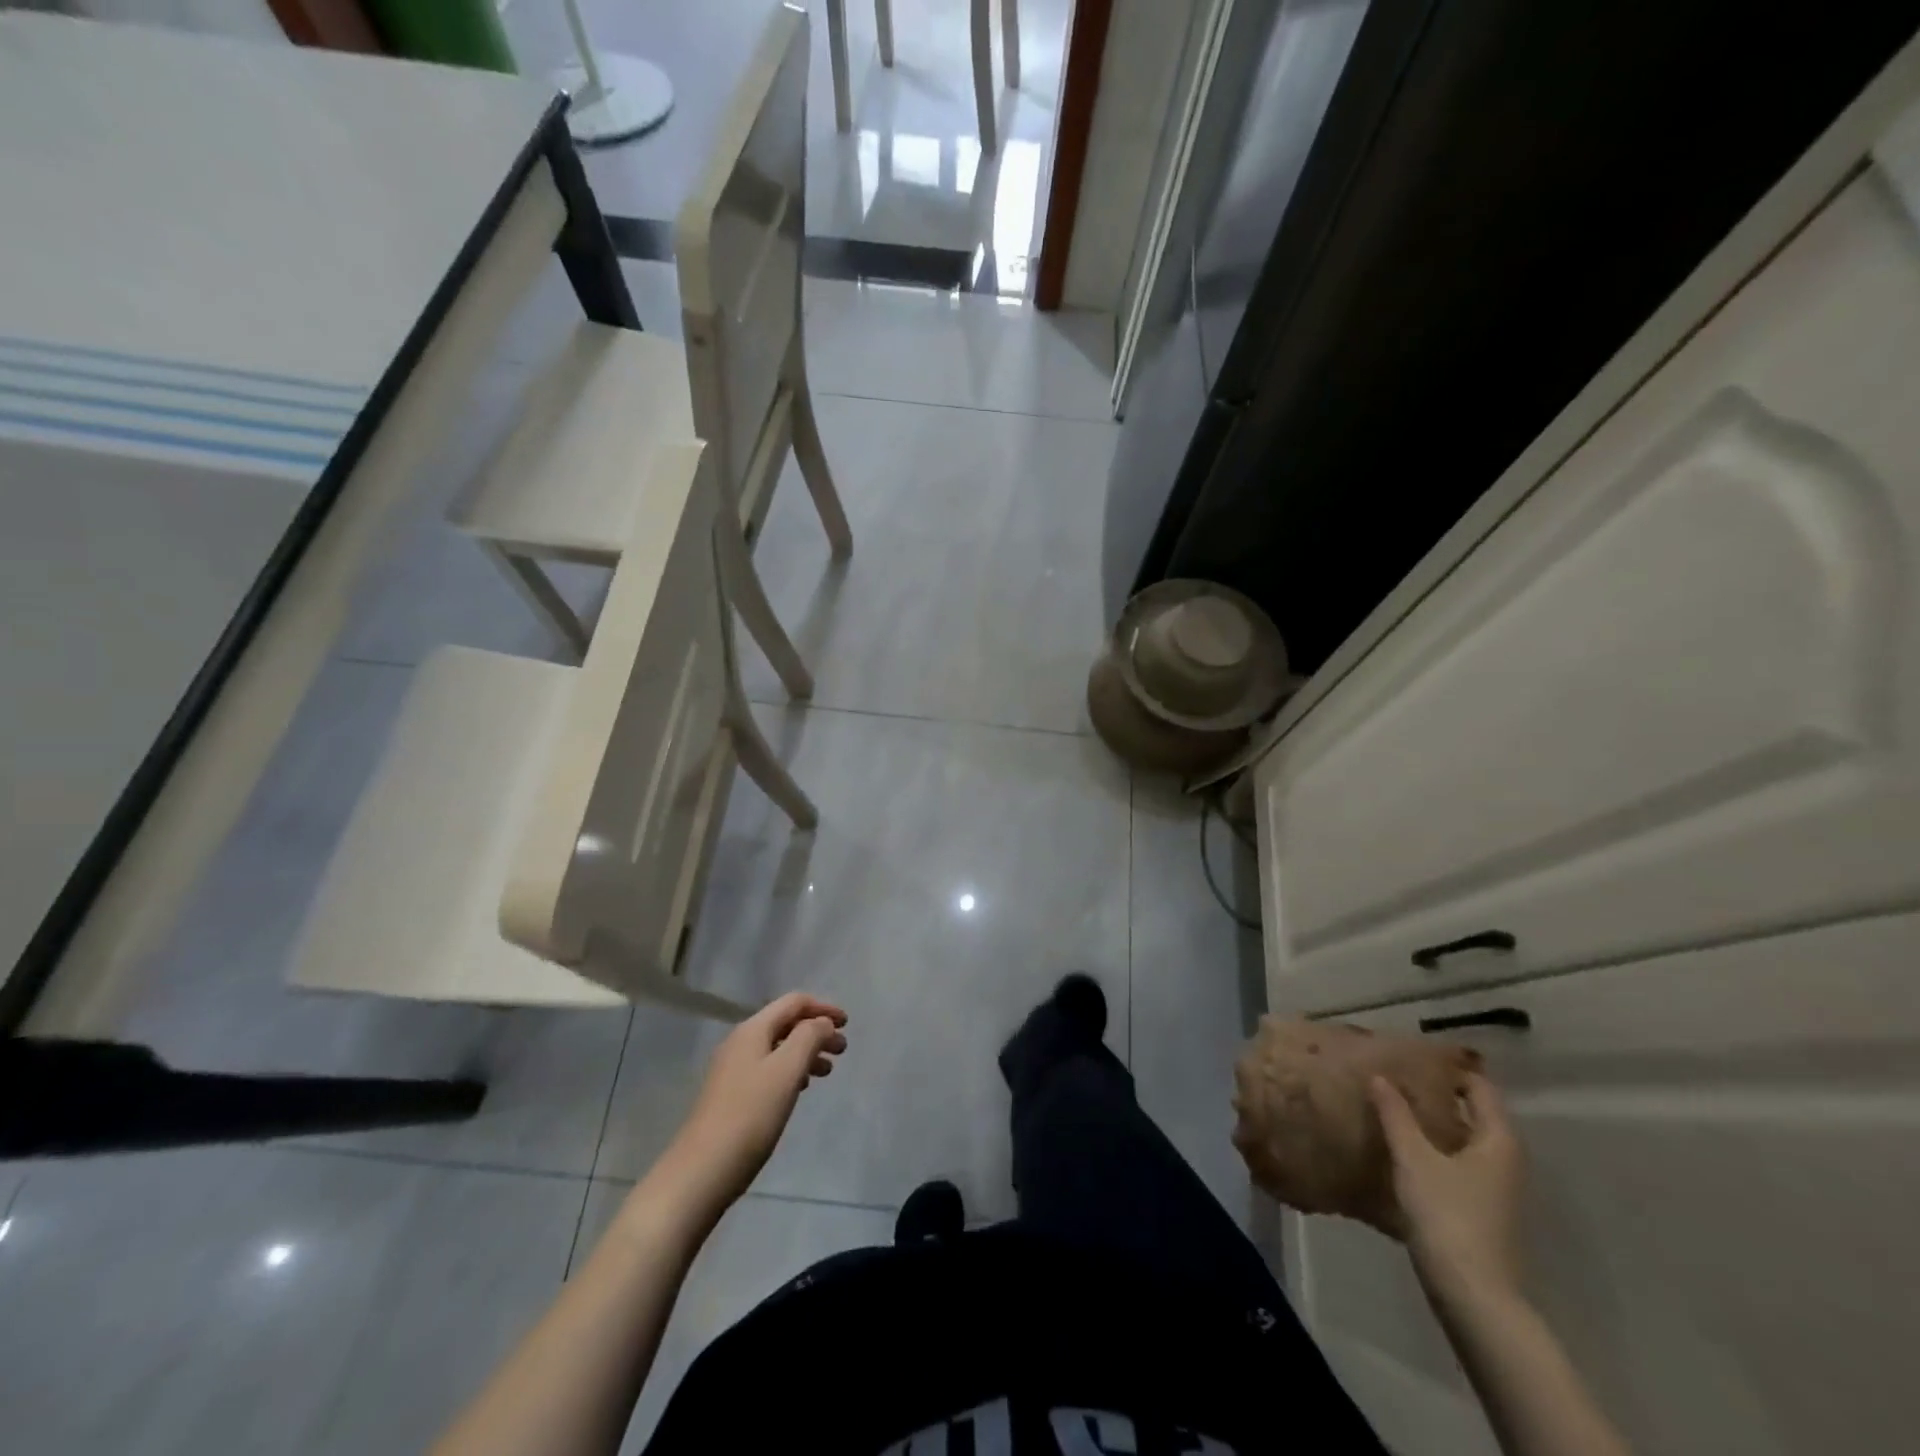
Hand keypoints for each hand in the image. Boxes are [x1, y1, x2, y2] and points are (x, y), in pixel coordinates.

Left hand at [666, 993, 848, 1215]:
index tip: (847, 1024)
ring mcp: (733, 1070)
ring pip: (778, 1048)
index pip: (793, 1003)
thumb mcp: (787, 1070)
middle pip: (785, 1024)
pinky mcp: (731, 1096)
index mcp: (752, 1030)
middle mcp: (740, 1043)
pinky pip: (768, 1069)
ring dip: (806, 1052)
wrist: (701, 1172)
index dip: (823, 1008)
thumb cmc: (750, 1115)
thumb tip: (822, 1022)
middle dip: (817, 1031)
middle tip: (842, 1050)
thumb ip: (809, 1037)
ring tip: (827, 1071)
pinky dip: (791, 1071)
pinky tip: (800, 1088)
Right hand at [1371, 1073, 1524, 1309]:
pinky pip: (1455, 1164)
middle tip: (1393, 1076)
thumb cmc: (1448, 1214)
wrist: (1473, 1295)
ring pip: (1462, 1140)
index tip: (1411, 1054)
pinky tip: (1400, 1151)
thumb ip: (1396, 1114)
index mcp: (1498, 1139)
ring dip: (1431, 1123)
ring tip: (1389, 1107)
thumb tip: (1381, 1076)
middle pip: (1471, 1113)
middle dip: (1435, 1095)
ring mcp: (1494, 1188)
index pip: (1478, 1087)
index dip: (1448, 1069)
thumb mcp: (1414, 1157)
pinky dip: (1432, 1150)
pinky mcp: (1479, 1210)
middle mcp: (1504, 1159)